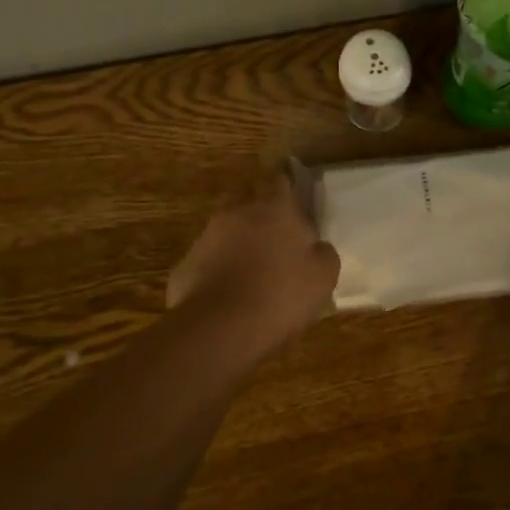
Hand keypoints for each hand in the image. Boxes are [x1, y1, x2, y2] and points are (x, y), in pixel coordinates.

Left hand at [168, 175, 341, 348]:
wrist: (221, 327)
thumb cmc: (281, 295)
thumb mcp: (323, 277)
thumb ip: (323, 254)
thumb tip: (317, 247)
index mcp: (275, 210)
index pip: (281, 182)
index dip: (288, 187)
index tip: (294, 197)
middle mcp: (238, 213)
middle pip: (248, 201)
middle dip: (259, 213)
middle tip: (274, 236)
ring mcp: (207, 237)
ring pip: (225, 230)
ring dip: (237, 242)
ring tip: (251, 270)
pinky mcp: (186, 264)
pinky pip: (208, 260)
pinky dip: (218, 269)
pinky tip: (229, 293)